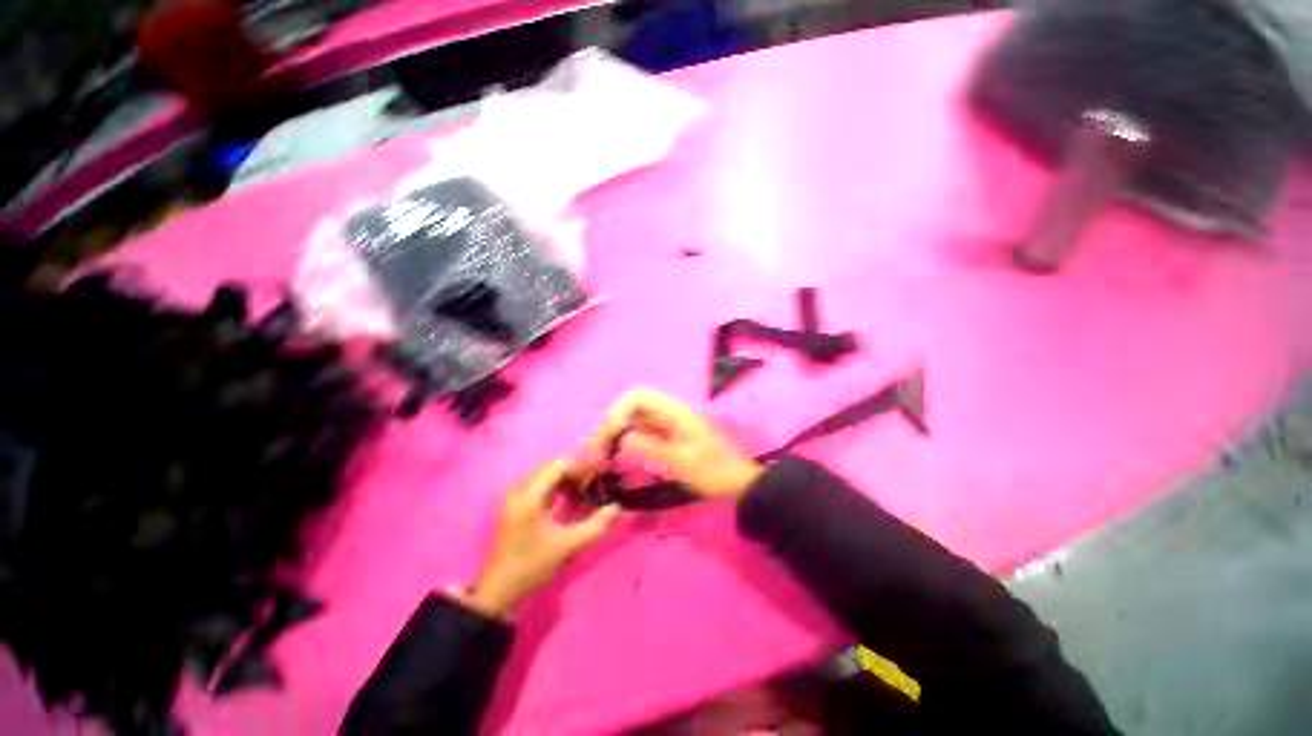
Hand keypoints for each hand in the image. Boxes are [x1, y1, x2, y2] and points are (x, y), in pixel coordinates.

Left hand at [466, 459, 619, 618]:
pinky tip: (571, 498)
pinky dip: (558, 487)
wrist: (500, 590)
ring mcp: (515, 497)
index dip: (581, 465)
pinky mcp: (516, 505)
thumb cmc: (532, 565)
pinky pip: (540, 485)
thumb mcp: (568, 546)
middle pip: (552, 467)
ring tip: (586, 489)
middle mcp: (519, 490)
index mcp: (529, 496)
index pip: (559, 465)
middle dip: (576, 471)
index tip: (599, 471)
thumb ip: (596, 526)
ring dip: (567, 478)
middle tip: (596, 480)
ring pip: (546, 475)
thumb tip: (618, 508)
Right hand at [596, 389, 762, 500]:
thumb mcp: (683, 462)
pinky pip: (641, 430)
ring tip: (603, 453)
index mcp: (675, 411)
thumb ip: (652, 448)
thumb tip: (622, 438)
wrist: (737, 481)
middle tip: (599, 448)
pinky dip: (626, 438)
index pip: (638, 396)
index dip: (619, 411)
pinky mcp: (667, 434)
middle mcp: (669, 411)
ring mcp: (668, 422)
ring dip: (617, 431)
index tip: (610, 436)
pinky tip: (618, 454)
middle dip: (612, 422)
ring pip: (634, 417)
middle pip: (632, 405)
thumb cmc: (713, 471)